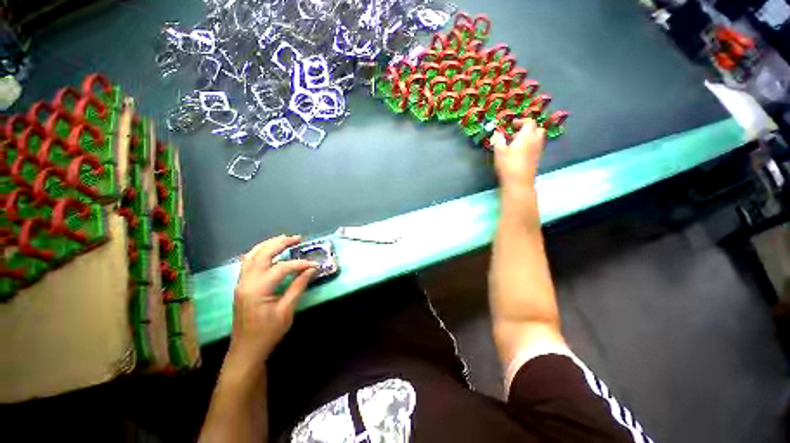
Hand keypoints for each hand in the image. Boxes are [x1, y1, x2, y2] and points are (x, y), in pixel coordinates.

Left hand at [228, 235, 317, 362]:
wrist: (246, 350)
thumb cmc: (268, 333)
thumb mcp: (286, 311)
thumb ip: (298, 287)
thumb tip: (311, 270)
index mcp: (258, 288)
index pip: (282, 268)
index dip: (300, 264)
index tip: (314, 265)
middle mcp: (247, 281)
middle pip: (263, 254)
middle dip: (281, 243)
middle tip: (297, 238)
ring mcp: (241, 283)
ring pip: (252, 255)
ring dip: (268, 245)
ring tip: (283, 239)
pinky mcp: (241, 286)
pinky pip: (248, 262)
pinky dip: (259, 252)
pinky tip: (267, 251)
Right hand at [491, 118, 545, 197]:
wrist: (519, 182)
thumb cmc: (508, 165)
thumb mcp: (499, 151)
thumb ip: (498, 139)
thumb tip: (497, 132)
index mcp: (527, 136)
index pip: (529, 122)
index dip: (521, 121)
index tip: (512, 125)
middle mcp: (535, 140)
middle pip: (537, 129)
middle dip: (528, 128)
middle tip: (516, 133)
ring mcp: (538, 150)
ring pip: (537, 138)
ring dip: (529, 137)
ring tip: (516, 143)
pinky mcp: (537, 158)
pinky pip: (536, 146)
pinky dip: (529, 145)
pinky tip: (519, 152)